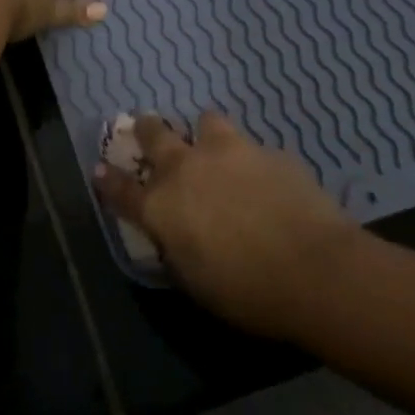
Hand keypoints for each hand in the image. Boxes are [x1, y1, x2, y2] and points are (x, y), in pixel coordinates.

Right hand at [98, 111, 359, 341]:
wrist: (315, 269)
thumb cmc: (247, 292)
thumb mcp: (196, 281)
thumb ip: (177, 248)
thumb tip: (175, 236)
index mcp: (161, 206)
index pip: (122, 188)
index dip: (108, 179)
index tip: (99, 168)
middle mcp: (186, 169)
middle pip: (155, 134)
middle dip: (147, 129)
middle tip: (147, 126)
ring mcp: (228, 153)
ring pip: (206, 121)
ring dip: (204, 133)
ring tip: (214, 145)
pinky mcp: (268, 151)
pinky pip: (251, 147)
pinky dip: (250, 159)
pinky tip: (266, 178)